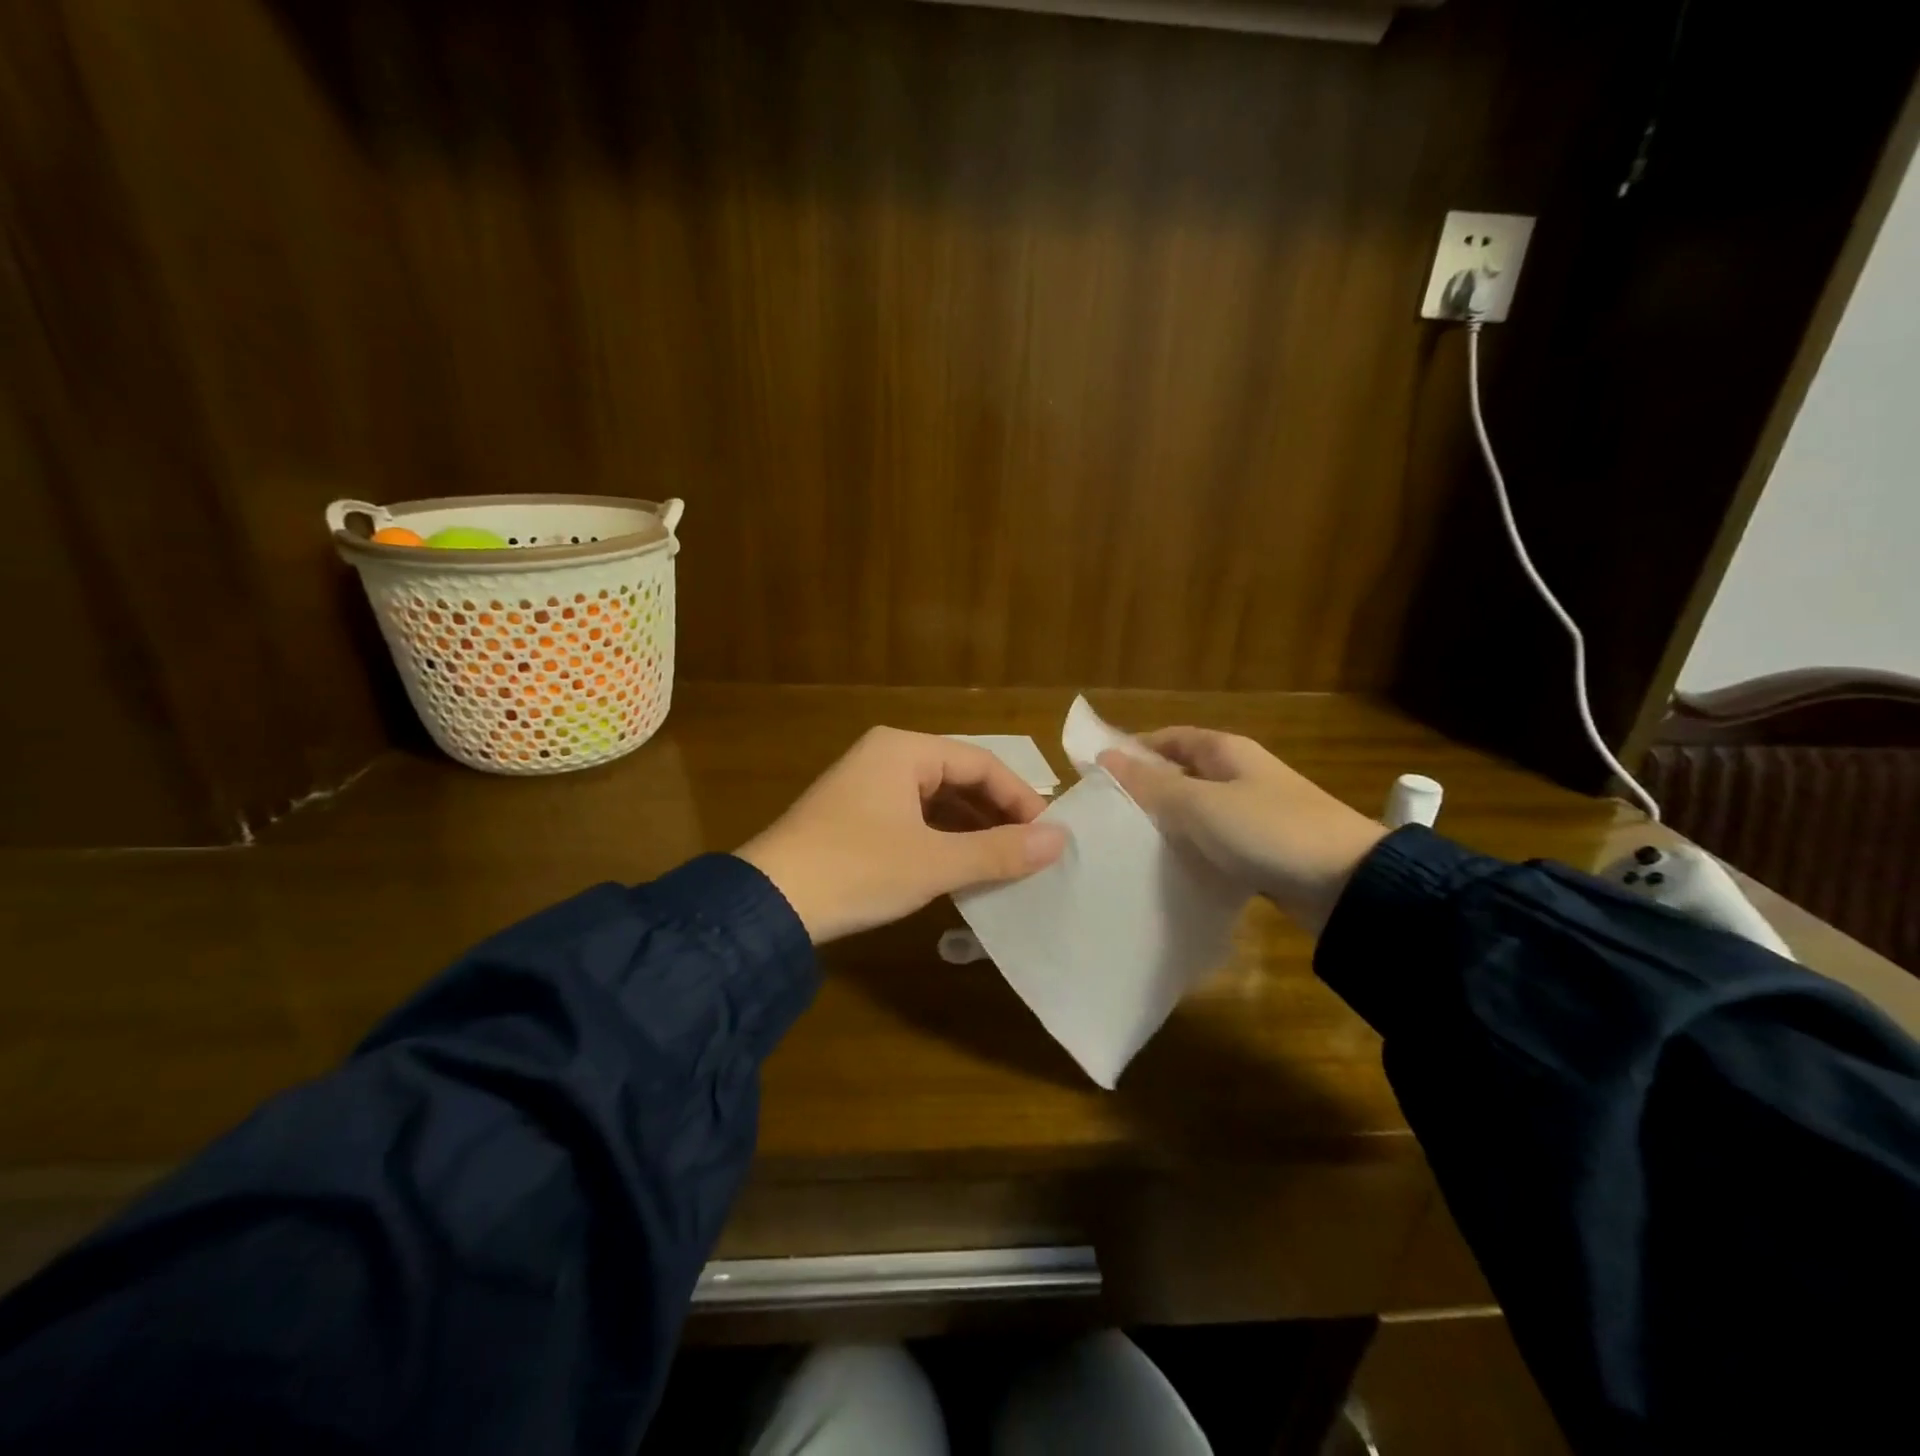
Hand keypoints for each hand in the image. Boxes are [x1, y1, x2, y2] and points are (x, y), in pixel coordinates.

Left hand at [737, 727, 1068, 943]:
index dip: (1020, 799)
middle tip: (1030, 853)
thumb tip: (1061, 840)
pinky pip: (912, 818)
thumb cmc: (857, 869)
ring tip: (1003, 864)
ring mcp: (865, 786)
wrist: (768, 904)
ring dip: (970, 831)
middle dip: (996, 816)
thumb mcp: (934, 862)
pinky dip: (941, 840)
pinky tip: (960, 869)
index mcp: (904, 750)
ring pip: (936, 802)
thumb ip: (999, 851)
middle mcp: (885, 757)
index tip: (1047, 837)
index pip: (981, 763)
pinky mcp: (853, 817)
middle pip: (958, 779)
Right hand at [1099, 728, 1387, 935]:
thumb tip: (1105, 758)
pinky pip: (1214, 844)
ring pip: (1197, 812)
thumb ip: (1151, 784)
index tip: (1099, 773)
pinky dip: (1191, 851)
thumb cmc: (1269, 830)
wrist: (1349, 885)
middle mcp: (1240, 776)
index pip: (1170, 739)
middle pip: (1182, 775)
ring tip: (1126, 844)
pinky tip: (1167, 869)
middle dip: (1146, 790)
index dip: (1135, 749)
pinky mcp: (1262, 851)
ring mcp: (1253, 814)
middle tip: (1106, 814)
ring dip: (1167, 824)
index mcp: (1228, 752)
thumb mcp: (1202, 804)